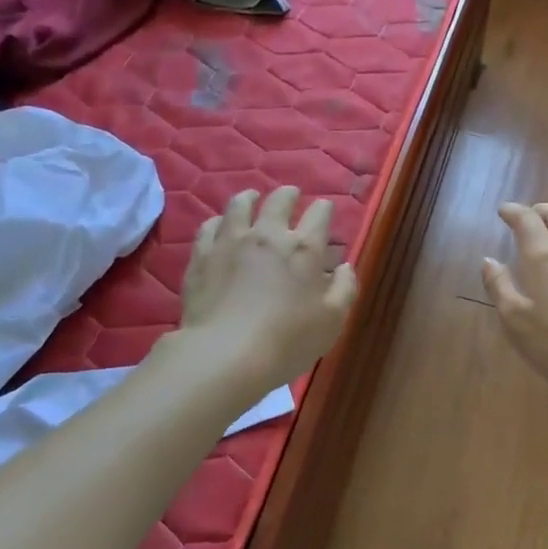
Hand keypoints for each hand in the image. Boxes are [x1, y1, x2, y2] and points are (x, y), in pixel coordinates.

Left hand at [181, 186, 357, 394]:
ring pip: (239, 205)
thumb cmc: (288, 341)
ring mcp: (230, 242)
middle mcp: (268, 235)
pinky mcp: (202, 256)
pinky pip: (209, 226)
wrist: (225, 354)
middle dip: (289, 195)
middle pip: (279, 201)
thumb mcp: (332, 321)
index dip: (325, 209)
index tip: (325, 210)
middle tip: (291, 195)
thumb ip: (345, 289)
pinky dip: (218, 221)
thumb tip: (345, 266)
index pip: (319, 214)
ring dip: (250, 197)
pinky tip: (219, 225)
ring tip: (252, 197)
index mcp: (304, 248)